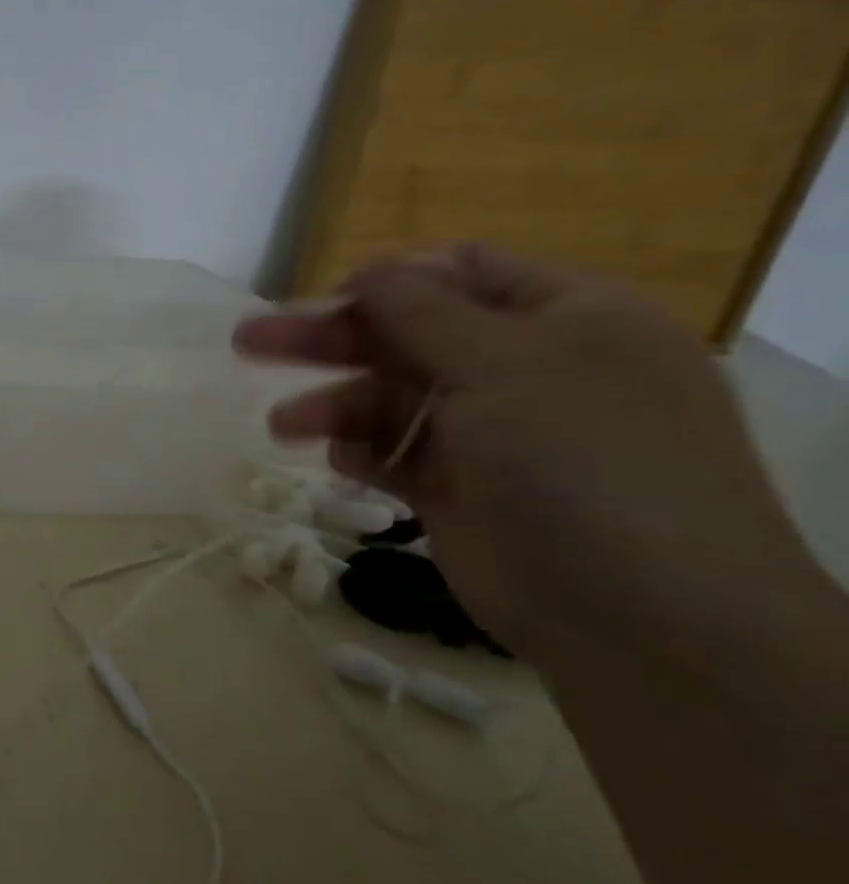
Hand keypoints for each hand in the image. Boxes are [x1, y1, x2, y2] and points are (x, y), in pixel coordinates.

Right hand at [233, 245, 818, 659]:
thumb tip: (369, 271)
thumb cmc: (576, 457)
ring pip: (390, 398)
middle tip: (249, 341)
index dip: (390, 281)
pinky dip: (361, 450)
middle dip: (328, 339)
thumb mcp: (501, 361)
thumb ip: (421, 309)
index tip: (325, 298)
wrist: (635, 612)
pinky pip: (393, 453)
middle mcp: (526, 370)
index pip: (462, 275)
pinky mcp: (457, 488)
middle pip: (406, 335)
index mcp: (564, 320)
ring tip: (281, 424)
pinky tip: (341, 461)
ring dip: (333, 403)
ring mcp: (491, 434)